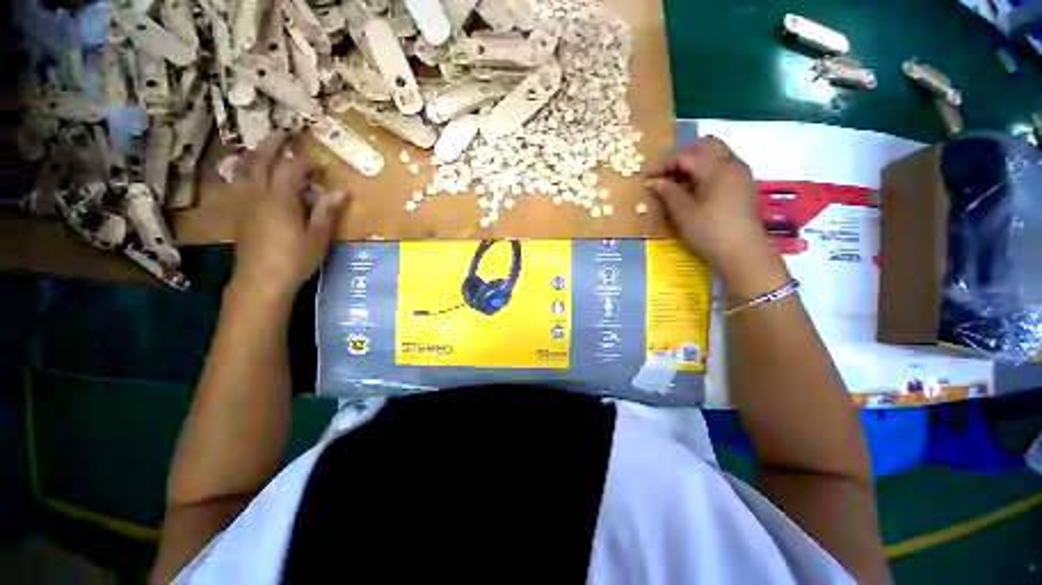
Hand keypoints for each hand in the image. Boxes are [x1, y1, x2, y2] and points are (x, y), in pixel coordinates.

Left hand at [231, 131, 348, 296]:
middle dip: (274, 144)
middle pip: (262, 160)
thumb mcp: (318, 237)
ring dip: (256, 154)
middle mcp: (258, 194)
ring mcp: (245, 203)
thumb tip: (342, 191)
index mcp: (280, 198)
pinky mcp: (239, 214)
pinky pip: (239, 183)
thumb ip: (327, 211)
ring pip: (245, 169)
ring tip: (265, 148)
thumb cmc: (294, 258)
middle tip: (286, 132)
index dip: (306, 163)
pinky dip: (245, 171)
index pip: (292, 169)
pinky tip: (250, 175)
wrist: (261, 280)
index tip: (321, 165)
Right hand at [646, 136, 768, 270]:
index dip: (664, 164)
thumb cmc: (708, 230)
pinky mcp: (743, 185)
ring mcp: (740, 173)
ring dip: (696, 162)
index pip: (686, 155)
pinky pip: (723, 166)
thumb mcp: (682, 212)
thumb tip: (653, 181)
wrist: (741, 251)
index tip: (649, 177)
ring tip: (679, 182)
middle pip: (706, 145)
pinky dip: (707, 170)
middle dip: (683, 155)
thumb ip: (667, 192)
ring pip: (716, 154)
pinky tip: (696, 189)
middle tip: (666, 174)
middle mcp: (731, 163)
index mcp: (716, 168)